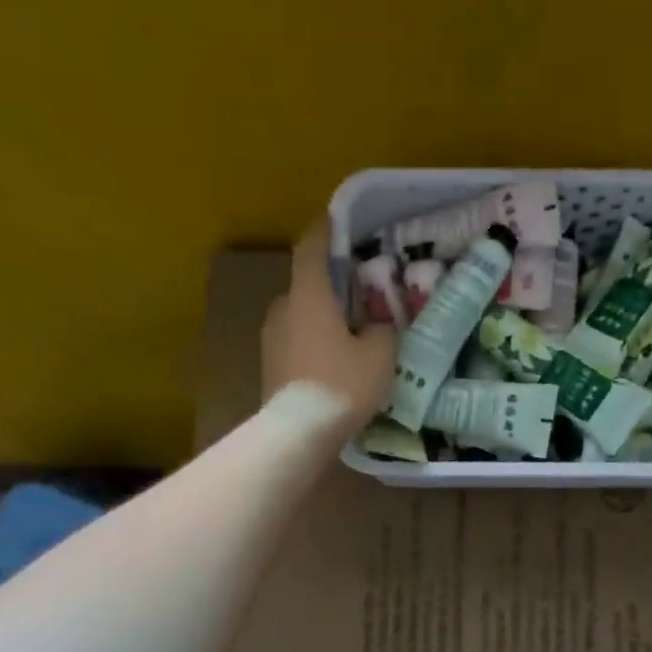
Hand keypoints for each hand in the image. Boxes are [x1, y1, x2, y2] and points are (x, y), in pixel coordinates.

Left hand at [261, 219, 398, 428]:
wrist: (299, 432)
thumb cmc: (342, 383)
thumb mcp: (379, 355)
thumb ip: (382, 331)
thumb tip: (377, 326)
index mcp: (309, 294)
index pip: (312, 248)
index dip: (324, 231)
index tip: (334, 220)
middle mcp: (283, 308)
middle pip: (306, 287)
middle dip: (328, 289)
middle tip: (356, 298)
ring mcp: (270, 339)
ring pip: (298, 318)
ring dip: (319, 321)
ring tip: (346, 338)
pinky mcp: (268, 368)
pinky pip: (294, 345)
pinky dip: (311, 346)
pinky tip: (331, 366)